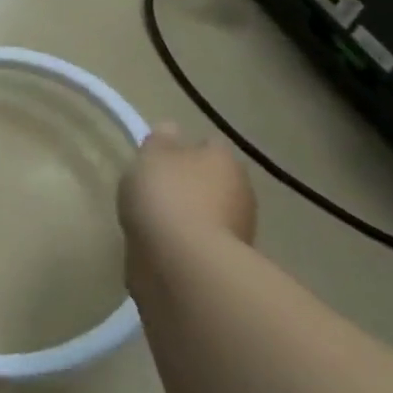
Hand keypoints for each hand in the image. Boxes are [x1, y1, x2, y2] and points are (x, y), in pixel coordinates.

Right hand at [117, 122, 257, 255]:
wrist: (183, 263)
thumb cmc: (166, 196)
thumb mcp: (152, 156)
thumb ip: (160, 140)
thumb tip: (172, 129)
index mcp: (224, 159)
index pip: (207, 145)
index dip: (183, 148)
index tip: (158, 158)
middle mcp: (240, 191)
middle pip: (210, 180)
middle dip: (187, 185)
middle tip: (152, 190)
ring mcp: (238, 230)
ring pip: (207, 212)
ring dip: (187, 215)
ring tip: (153, 222)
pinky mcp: (225, 262)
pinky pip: (200, 242)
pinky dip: (184, 243)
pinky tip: (161, 246)